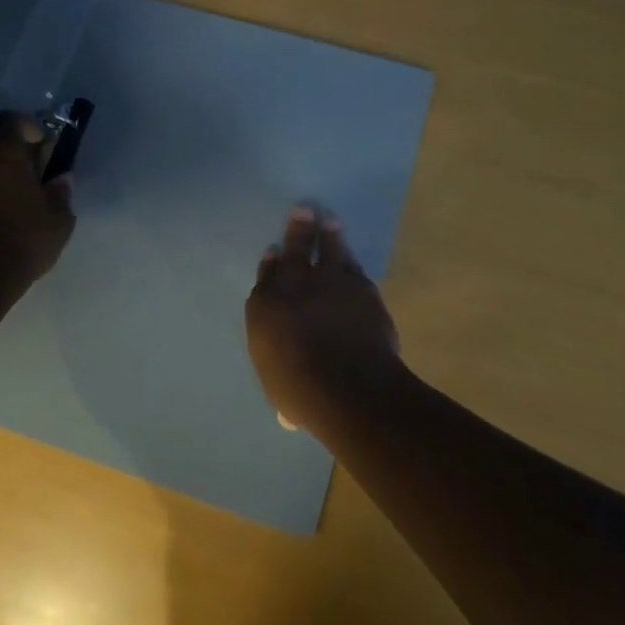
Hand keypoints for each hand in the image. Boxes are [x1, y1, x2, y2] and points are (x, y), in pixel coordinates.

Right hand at [245, 208, 407, 435]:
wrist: (347, 385)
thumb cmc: (302, 391)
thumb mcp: (279, 390)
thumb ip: (283, 385)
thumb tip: (289, 414)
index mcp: (264, 308)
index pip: (265, 278)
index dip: (270, 264)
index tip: (273, 252)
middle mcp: (293, 285)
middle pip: (293, 249)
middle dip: (297, 230)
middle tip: (302, 210)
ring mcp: (329, 281)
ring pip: (327, 248)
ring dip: (328, 234)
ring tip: (328, 220)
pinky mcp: (360, 286)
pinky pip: (352, 265)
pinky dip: (349, 258)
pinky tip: (350, 253)